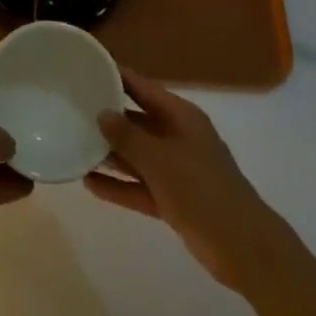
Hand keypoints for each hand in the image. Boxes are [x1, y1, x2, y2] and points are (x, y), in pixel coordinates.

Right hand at [86, 68, 286, 291]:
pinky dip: (118, 186)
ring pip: (136, 156)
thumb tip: (102, 114)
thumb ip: (128, 137)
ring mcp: (176, 170)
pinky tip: (89, 184)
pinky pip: (139, 186)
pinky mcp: (173, 200)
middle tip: (73, 108)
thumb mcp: (160, 160)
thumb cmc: (202, 191)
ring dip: (110, 154)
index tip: (89, 67)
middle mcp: (177, 137)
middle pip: (138, 121)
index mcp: (181, 117)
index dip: (118, 77)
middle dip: (109, 118)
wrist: (243, 248)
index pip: (143, 88)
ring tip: (75, 144)